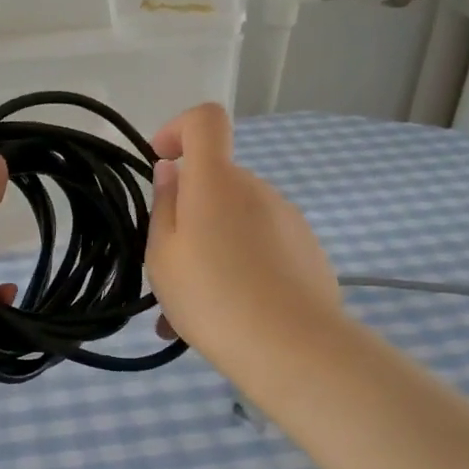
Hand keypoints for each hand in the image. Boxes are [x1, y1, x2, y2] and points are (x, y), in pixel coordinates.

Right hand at [147, 104, 342, 377]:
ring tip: (193, 309)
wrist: (292, 347)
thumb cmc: (212, 296)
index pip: (206, 120)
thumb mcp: (164, 256)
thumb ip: (164, 206)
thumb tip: (172, 172)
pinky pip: (261, 246)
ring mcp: (287, 218)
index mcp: (216, 181)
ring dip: (212, 248)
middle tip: (169, 268)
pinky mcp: (307, 249)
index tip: (161, 162)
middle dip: (190, 213)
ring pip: (236, 221)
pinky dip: (240, 267)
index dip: (179, 129)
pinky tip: (229, 316)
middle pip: (216, 182)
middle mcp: (256, 188)